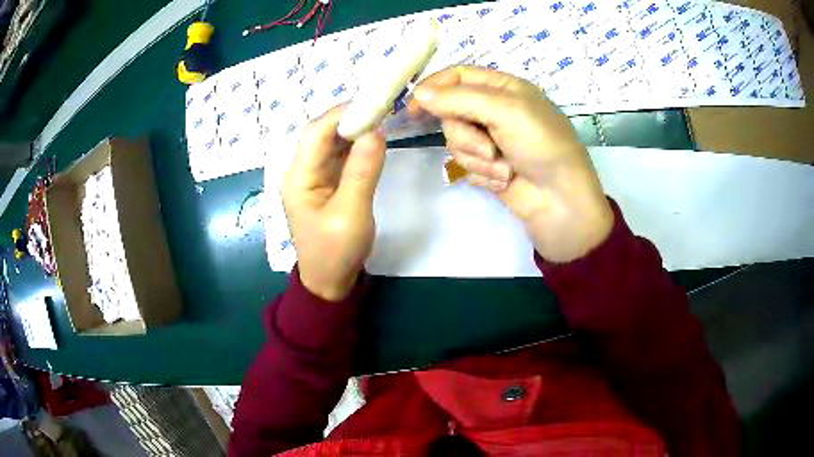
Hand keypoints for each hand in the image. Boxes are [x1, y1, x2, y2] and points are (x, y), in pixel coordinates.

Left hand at [282, 106, 385, 300]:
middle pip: (323, 133)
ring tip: (382, 118)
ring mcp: (313, 176)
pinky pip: (340, 157)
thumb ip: (362, 171)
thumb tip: (376, 131)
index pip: (316, 132)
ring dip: (354, 130)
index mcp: (298, 176)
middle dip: (350, 118)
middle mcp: (301, 170)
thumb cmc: (336, 251)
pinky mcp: (326, 183)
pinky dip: (356, 146)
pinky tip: (373, 140)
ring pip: (332, 143)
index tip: (373, 102)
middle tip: (382, 108)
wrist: (328, 281)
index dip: (342, 113)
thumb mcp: (351, 213)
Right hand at [410, 65, 613, 262]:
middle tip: (489, 148)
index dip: (434, 88)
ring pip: (456, 141)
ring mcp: (491, 139)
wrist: (561, 201)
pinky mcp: (487, 166)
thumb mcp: (505, 111)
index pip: (458, 76)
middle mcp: (494, 110)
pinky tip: (504, 180)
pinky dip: (482, 174)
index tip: (413, 109)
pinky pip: (465, 164)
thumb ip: (459, 99)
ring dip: (477, 158)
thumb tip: (418, 93)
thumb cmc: (542, 146)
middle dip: (466, 135)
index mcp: (503, 88)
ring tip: (503, 168)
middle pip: (451, 112)